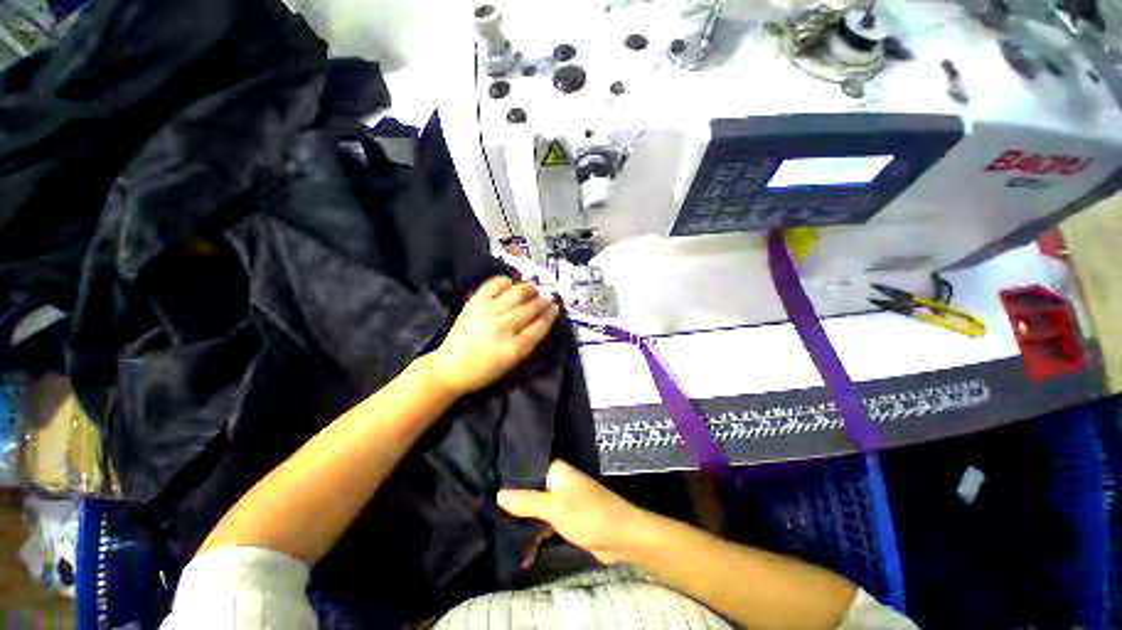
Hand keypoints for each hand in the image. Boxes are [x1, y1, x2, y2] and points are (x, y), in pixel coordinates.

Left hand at [427, 276, 559, 395]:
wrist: (449, 368)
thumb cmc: (483, 371)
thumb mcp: (511, 364)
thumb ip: (527, 343)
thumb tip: (540, 323)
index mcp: (514, 348)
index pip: (539, 326)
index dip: (550, 316)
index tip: (555, 308)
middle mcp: (503, 327)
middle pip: (530, 309)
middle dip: (543, 301)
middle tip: (549, 297)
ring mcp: (488, 312)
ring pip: (517, 294)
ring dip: (529, 289)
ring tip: (534, 288)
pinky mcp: (475, 303)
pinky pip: (494, 285)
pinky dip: (505, 282)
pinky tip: (510, 284)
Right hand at [497, 460, 648, 563]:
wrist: (621, 537)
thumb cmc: (588, 515)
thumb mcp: (554, 509)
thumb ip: (527, 502)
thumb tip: (499, 494)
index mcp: (556, 471)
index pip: (526, 471)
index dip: (508, 482)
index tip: (485, 492)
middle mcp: (558, 482)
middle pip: (530, 492)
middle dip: (513, 506)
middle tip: (487, 517)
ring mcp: (563, 501)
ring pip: (537, 509)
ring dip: (523, 523)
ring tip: (496, 534)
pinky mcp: (567, 519)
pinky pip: (545, 523)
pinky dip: (535, 535)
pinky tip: (521, 550)